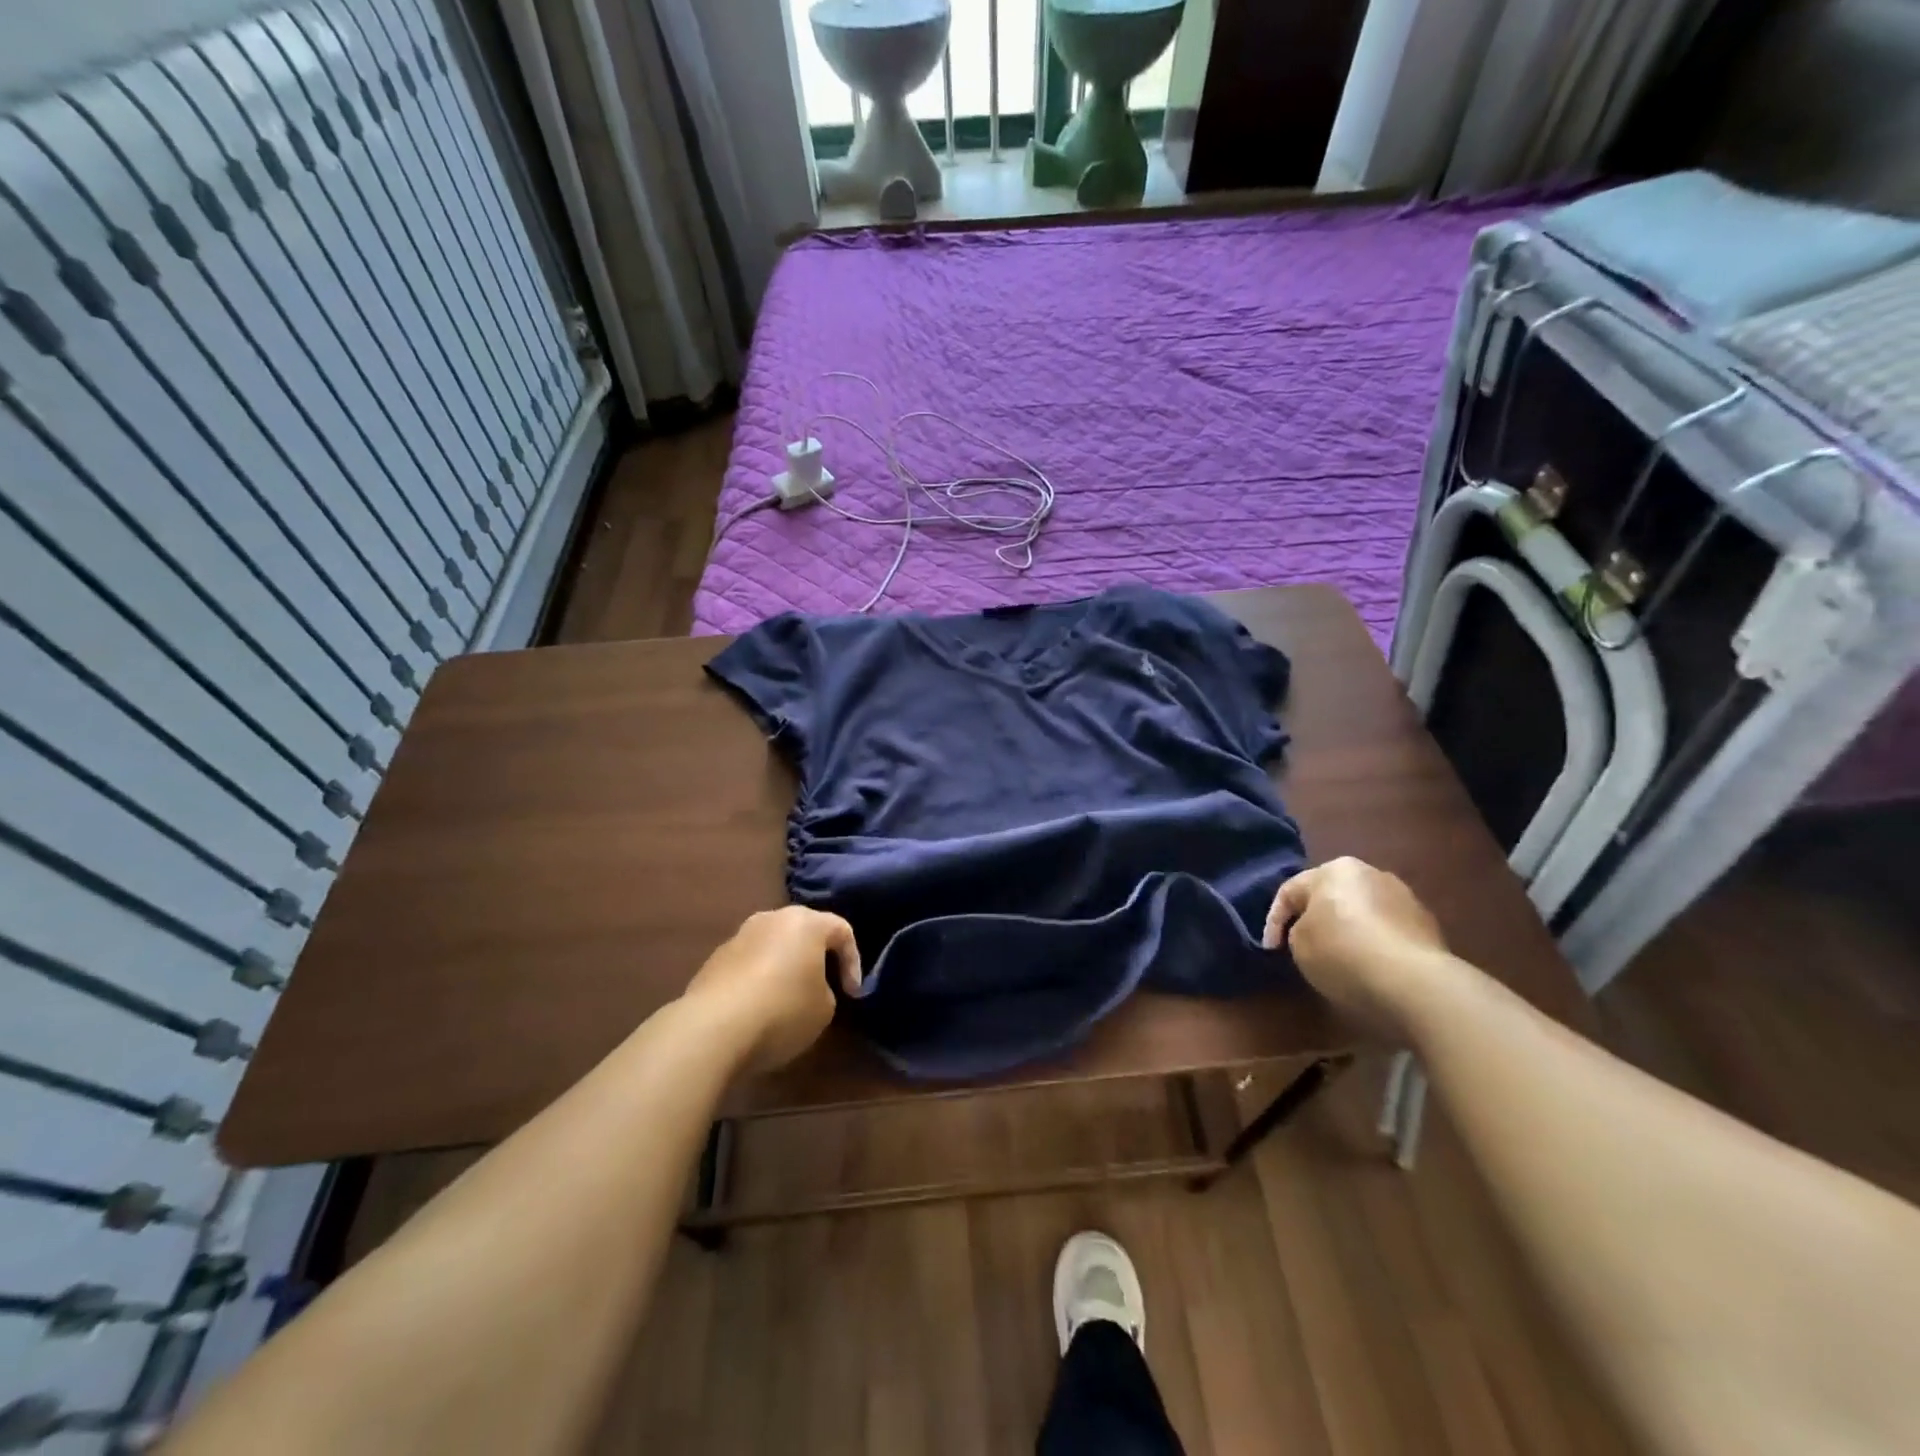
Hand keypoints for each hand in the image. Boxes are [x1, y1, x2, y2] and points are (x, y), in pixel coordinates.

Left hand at [683, 907, 862, 1072]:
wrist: (713, 1028)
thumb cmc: (783, 1011)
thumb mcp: (824, 1009)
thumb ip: (826, 990)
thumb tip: (809, 988)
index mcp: (805, 922)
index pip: (842, 930)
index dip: (853, 962)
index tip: (852, 995)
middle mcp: (771, 919)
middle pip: (803, 932)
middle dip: (817, 958)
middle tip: (824, 988)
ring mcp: (738, 937)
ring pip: (773, 947)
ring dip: (784, 968)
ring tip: (788, 1000)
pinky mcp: (714, 960)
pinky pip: (748, 965)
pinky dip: (759, 980)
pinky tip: (758, 1009)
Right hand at [1264, 857, 1450, 1037]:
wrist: (1415, 983)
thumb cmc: (1343, 953)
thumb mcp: (1299, 944)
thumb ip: (1298, 930)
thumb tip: (1314, 932)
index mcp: (1334, 870)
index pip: (1291, 891)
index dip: (1273, 921)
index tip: (1270, 949)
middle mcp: (1371, 873)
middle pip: (1331, 897)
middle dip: (1316, 919)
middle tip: (1303, 947)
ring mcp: (1404, 898)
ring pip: (1362, 912)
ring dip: (1348, 930)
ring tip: (1340, 959)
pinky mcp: (1428, 925)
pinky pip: (1387, 931)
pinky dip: (1374, 944)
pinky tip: (1369, 967)